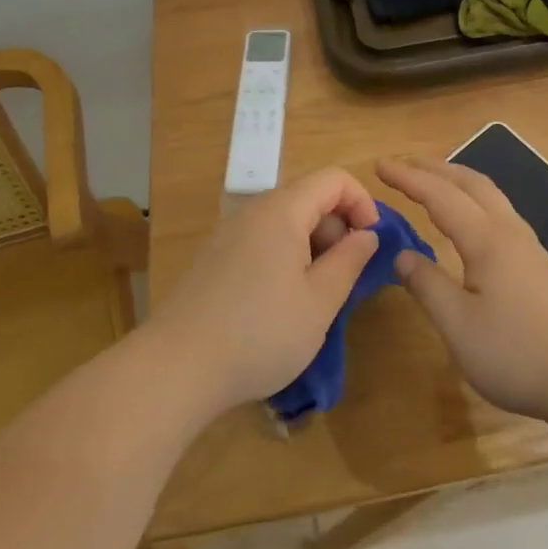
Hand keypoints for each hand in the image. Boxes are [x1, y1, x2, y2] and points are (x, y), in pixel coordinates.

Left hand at [155, 168, 380, 412]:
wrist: (176, 369)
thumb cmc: (260, 333)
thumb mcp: (320, 302)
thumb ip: (350, 261)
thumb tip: (366, 235)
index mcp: (282, 211)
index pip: (333, 179)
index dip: (362, 202)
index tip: (371, 242)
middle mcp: (252, 211)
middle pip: (309, 198)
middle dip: (339, 228)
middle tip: (346, 277)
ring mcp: (229, 234)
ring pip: (286, 222)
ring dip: (313, 247)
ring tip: (317, 295)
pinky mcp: (214, 259)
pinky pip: (263, 241)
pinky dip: (286, 258)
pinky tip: (283, 303)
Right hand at [377, 156, 547, 422]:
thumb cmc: (516, 353)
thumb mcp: (458, 325)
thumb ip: (427, 285)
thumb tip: (402, 255)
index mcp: (487, 240)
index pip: (440, 196)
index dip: (408, 178)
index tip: (379, 164)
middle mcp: (510, 231)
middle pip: (471, 183)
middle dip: (435, 169)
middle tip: (403, 165)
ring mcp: (530, 246)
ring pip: (490, 196)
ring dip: (458, 181)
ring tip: (433, 183)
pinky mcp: (539, 264)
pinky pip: (500, 213)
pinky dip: (475, 200)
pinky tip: (470, 222)